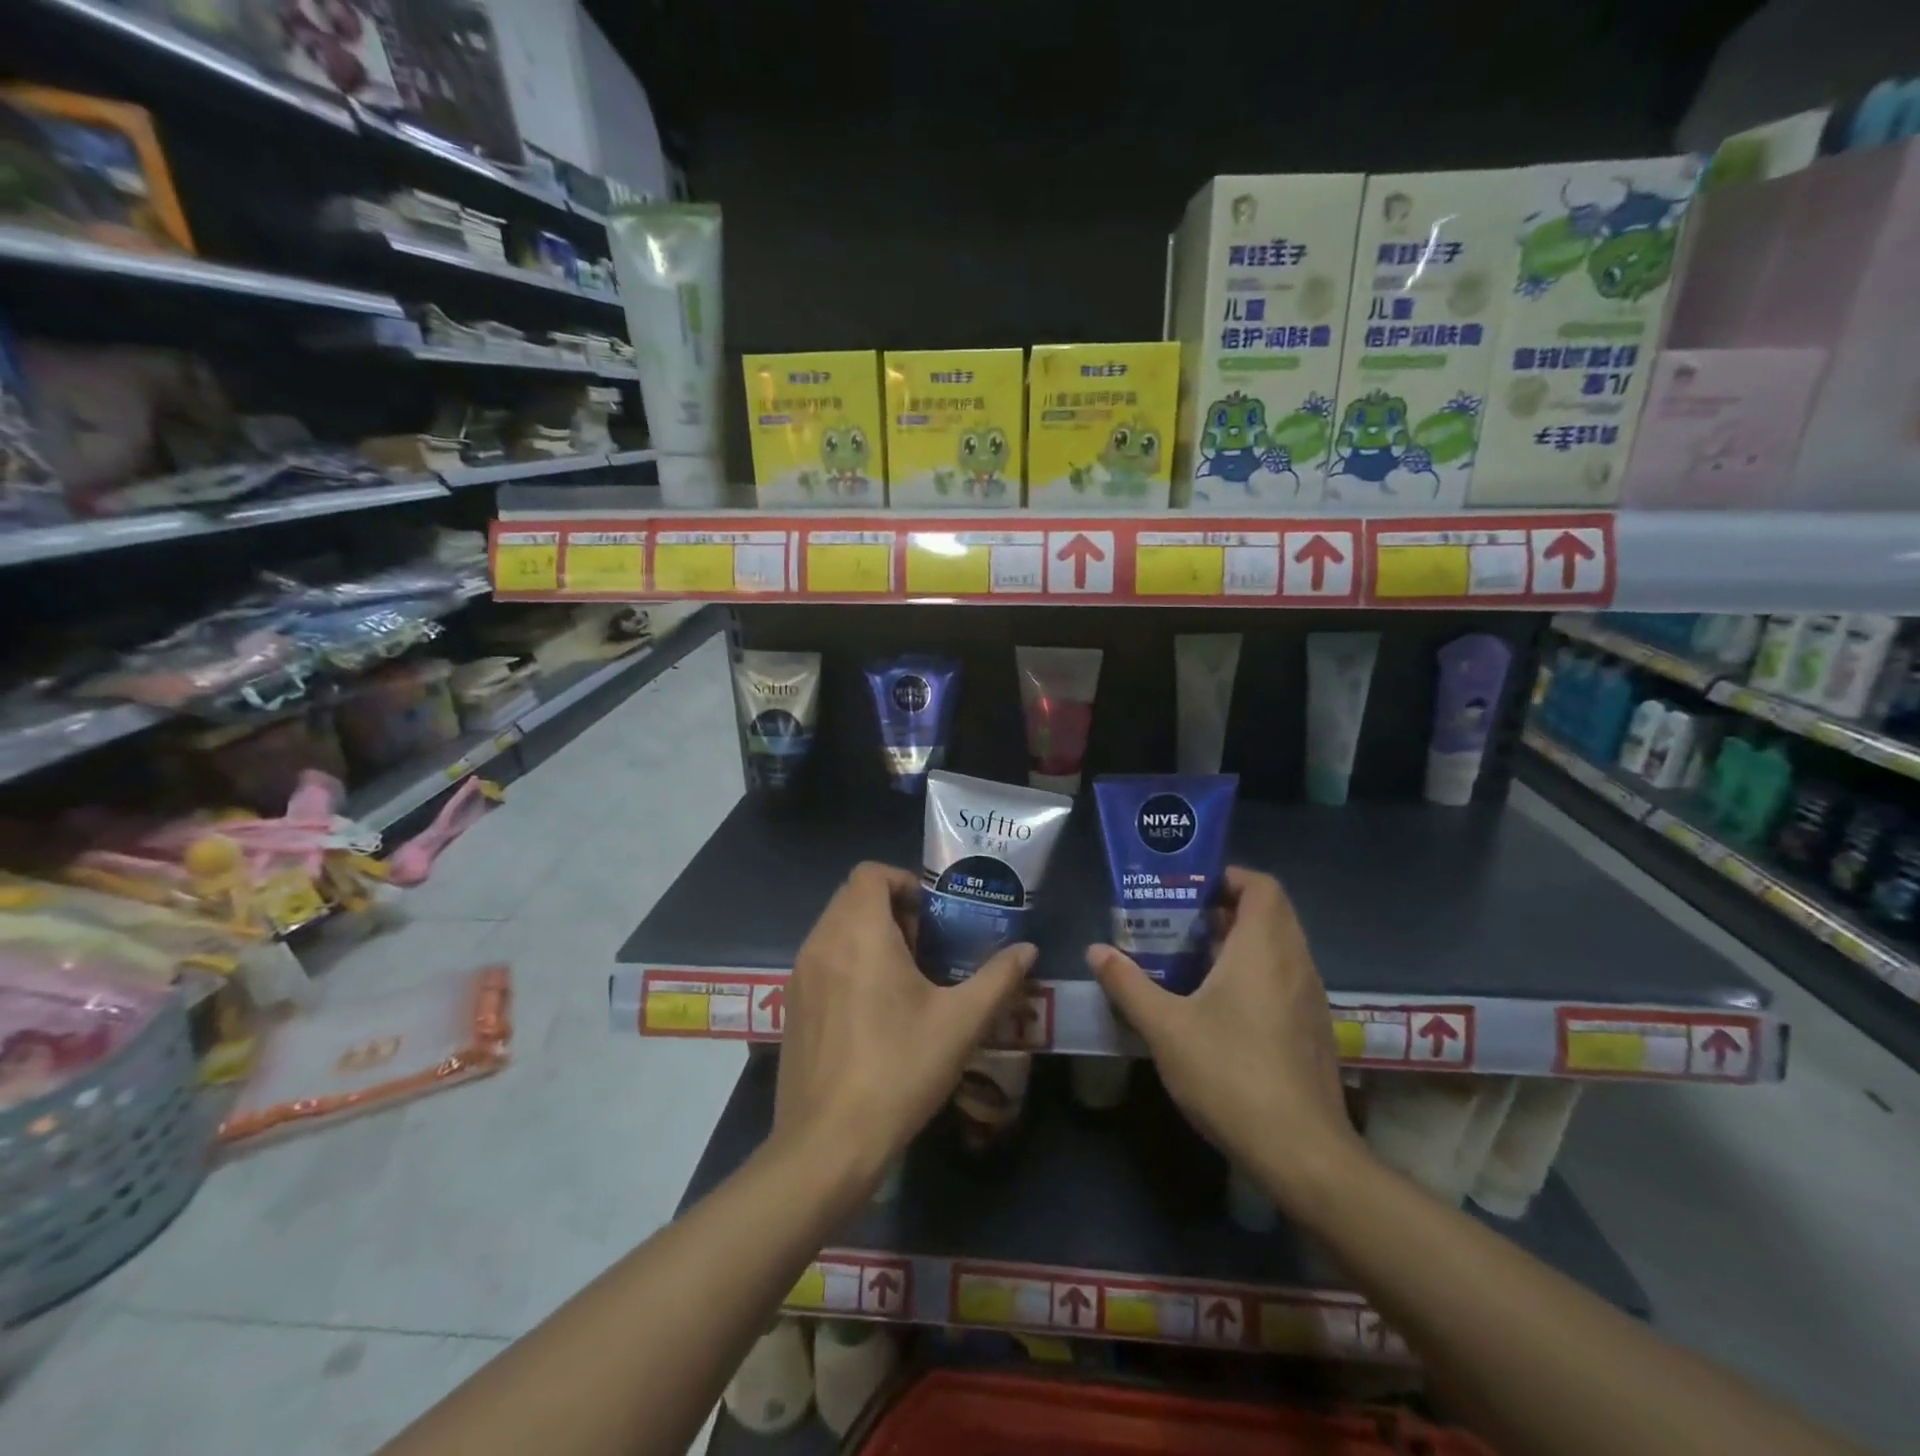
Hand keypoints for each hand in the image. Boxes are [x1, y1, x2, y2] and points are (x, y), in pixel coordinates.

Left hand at [773, 861, 1035, 1198]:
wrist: (827, 1144)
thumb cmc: (898, 1069)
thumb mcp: (961, 1023)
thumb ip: (998, 978)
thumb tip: (1028, 950)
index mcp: (858, 932)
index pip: (870, 873)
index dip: (904, 882)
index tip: (933, 916)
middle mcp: (821, 942)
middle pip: (852, 898)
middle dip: (891, 910)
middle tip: (927, 947)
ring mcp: (799, 975)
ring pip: (835, 929)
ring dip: (870, 936)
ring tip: (906, 979)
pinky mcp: (791, 1006)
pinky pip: (822, 961)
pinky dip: (848, 963)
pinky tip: (875, 1012)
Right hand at [1086, 867, 1360, 1213]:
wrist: (1303, 1153)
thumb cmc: (1231, 1075)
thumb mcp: (1165, 1028)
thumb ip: (1128, 984)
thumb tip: (1096, 950)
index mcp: (1263, 949)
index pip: (1260, 885)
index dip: (1227, 876)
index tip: (1188, 888)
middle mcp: (1294, 962)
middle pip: (1269, 912)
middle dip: (1225, 907)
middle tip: (1179, 920)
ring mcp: (1309, 997)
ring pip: (1278, 946)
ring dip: (1239, 941)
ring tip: (1191, 957)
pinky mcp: (1313, 1028)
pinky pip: (1284, 976)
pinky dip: (1254, 971)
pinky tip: (1218, 1002)